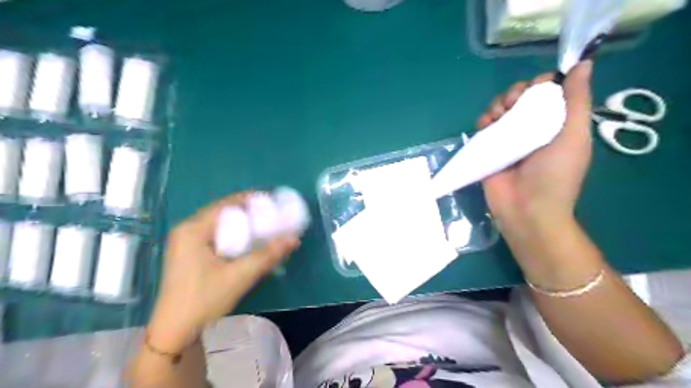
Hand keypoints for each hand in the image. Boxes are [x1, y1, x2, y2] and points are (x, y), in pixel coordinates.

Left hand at [147, 191, 297, 351]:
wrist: (174, 332)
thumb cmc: (204, 300)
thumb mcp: (240, 276)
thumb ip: (268, 255)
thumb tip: (294, 239)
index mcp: (193, 229)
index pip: (226, 204)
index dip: (250, 199)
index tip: (272, 201)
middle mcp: (186, 230)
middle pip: (222, 212)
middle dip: (247, 211)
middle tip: (271, 215)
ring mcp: (184, 243)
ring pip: (218, 224)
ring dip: (240, 223)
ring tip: (263, 225)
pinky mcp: (187, 254)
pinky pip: (213, 235)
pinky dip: (231, 233)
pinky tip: (245, 241)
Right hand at [479, 60, 591, 230]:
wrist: (526, 209)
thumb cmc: (556, 174)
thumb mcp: (574, 135)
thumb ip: (578, 100)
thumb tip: (584, 64)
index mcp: (555, 124)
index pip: (547, 93)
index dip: (541, 84)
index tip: (537, 87)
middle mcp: (531, 128)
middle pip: (521, 98)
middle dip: (516, 92)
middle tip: (514, 102)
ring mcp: (508, 139)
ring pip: (500, 109)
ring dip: (498, 104)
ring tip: (498, 114)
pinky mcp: (488, 149)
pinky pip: (483, 127)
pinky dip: (483, 120)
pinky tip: (485, 124)